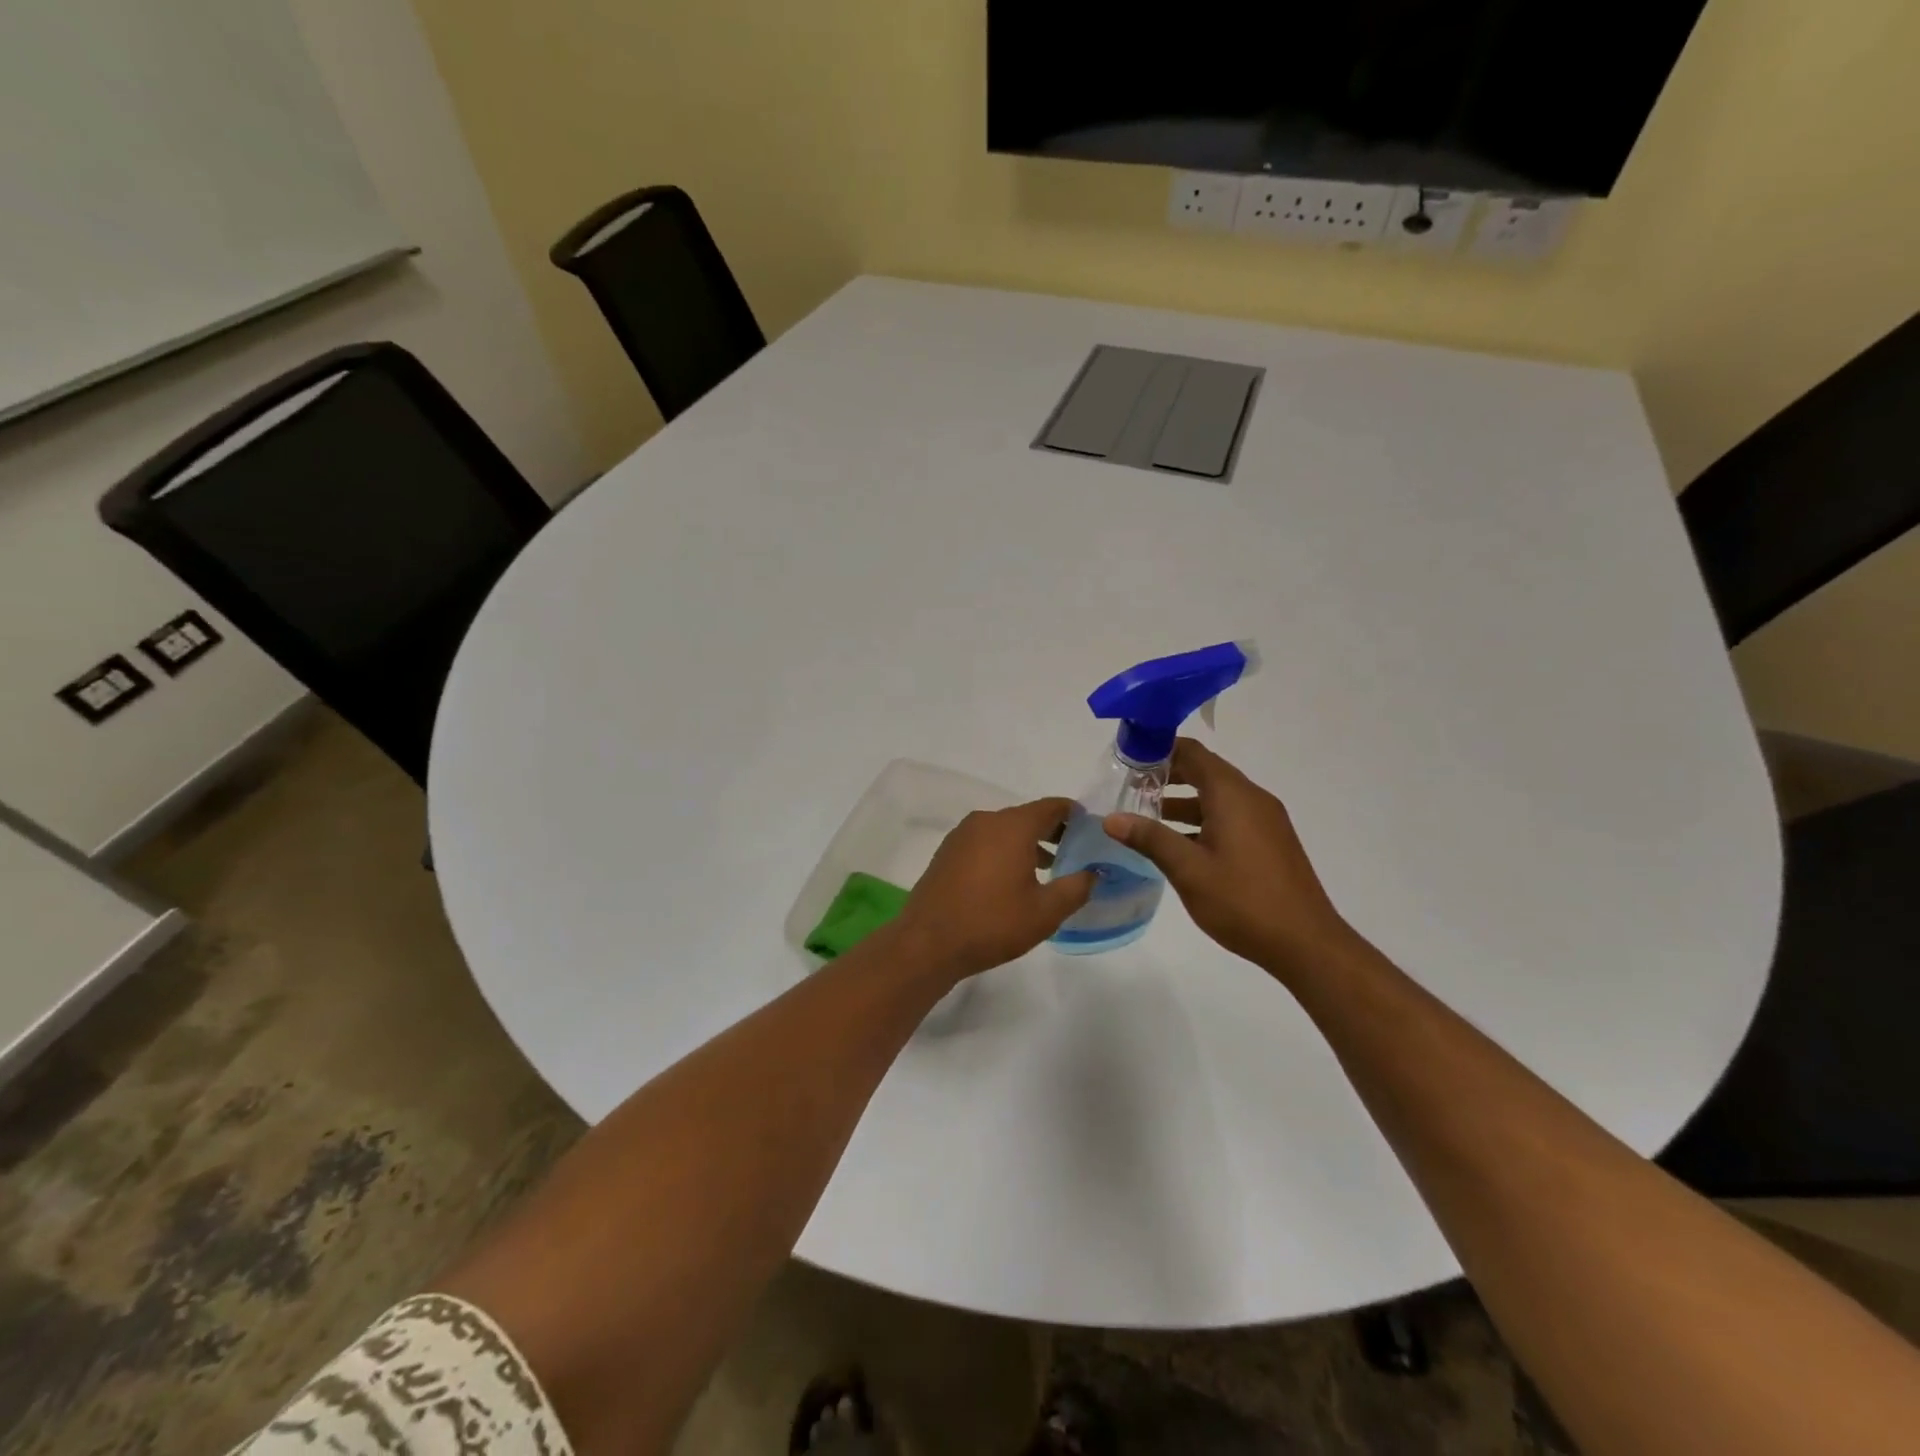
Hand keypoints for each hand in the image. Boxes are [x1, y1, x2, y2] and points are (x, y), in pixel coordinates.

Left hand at [894, 798, 1094, 984]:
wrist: (928, 943)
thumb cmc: (992, 923)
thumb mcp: (1045, 911)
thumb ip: (1076, 887)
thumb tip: (1094, 872)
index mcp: (1012, 826)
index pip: (1051, 807)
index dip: (1074, 815)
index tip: (1090, 828)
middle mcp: (985, 821)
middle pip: (1026, 816)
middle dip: (1052, 831)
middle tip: (1074, 852)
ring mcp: (961, 835)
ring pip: (1004, 830)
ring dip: (1027, 843)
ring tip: (1048, 869)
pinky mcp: (947, 853)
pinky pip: (984, 842)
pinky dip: (1003, 851)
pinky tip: (1011, 880)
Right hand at [1104, 739, 1356, 978]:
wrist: (1306, 944)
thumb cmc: (1243, 901)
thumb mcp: (1188, 870)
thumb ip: (1150, 838)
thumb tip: (1111, 819)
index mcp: (1233, 795)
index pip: (1192, 753)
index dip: (1159, 750)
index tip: (1127, 759)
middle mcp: (1252, 798)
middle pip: (1204, 771)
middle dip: (1167, 775)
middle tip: (1129, 787)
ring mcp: (1265, 820)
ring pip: (1217, 796)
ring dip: (1182, 800)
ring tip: (1144, 815)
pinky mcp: (1269, 841)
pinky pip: (1230, 816)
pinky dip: (1202, 819)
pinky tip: (1178, 843)